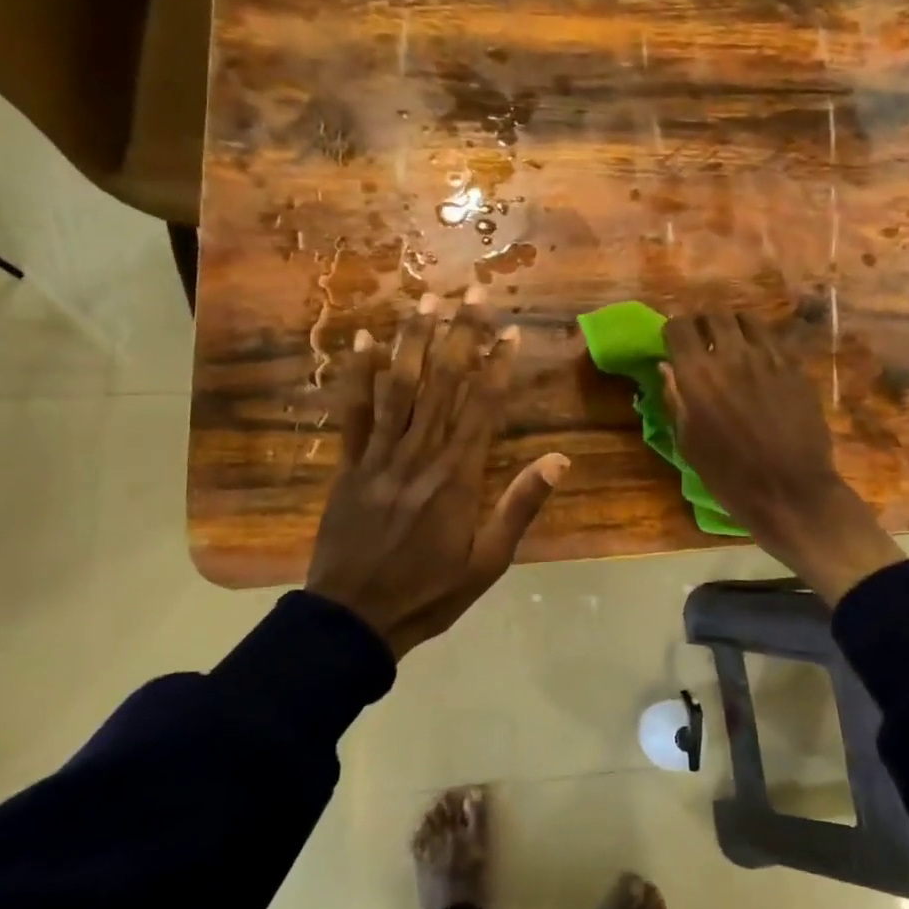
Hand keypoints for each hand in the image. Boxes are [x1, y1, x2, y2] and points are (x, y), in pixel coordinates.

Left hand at [307, 289, 568, 659]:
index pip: (483, 407)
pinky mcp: (349, 465)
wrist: (355, 619)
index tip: (510, 330)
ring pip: (399, 387)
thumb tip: (560, 460)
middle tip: (471, 290)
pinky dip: (357, 375)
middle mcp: (420, 454)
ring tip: (426, 298)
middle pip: (443, 383)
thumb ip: (521, 506)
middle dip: (460, 333)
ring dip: (414, 339)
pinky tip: (362, 340)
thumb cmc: (430, 592)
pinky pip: (353, 413)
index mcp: (458, 476)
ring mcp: (380, 456)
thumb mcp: (489, 561)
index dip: (498, 365)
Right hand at [662, 312, 902, 604]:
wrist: (790, 491)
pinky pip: (773, 336)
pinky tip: (758, 357)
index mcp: (697, 375)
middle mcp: (731, 355)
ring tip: (731, 343)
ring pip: (746, 319)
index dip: (672, 331)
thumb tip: (667, 367)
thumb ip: (675, 399)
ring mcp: (768, 357)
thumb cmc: (729, 476)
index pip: (678, 327)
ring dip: (732, 326)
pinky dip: (760, 339)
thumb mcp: (688, 443)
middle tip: (701, 340)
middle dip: (702, 323)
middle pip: (713, 314)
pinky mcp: (794, 365)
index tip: (672, 344)